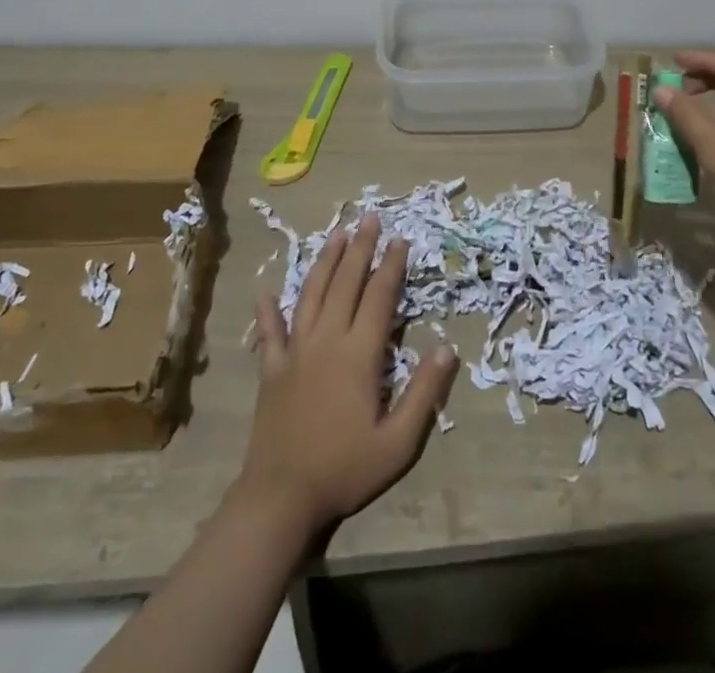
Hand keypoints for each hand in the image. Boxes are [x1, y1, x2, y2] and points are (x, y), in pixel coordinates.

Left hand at [237, 214, 457, 536]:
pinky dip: (269, 310)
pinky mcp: (271, 369)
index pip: (379, 296)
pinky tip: (266, 292)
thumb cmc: (345, 469)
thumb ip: (424, 392)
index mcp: (359, 353)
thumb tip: (448, 347)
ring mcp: (295, 351)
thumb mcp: (398, 442)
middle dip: (360, 247)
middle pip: (345, 282)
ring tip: (336, 234)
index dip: (391, 265)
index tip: (401, 239)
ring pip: (311, 294)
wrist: (281, 497)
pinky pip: (270, 332)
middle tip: (370, 218)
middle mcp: (327, 339)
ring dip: (325, 261)